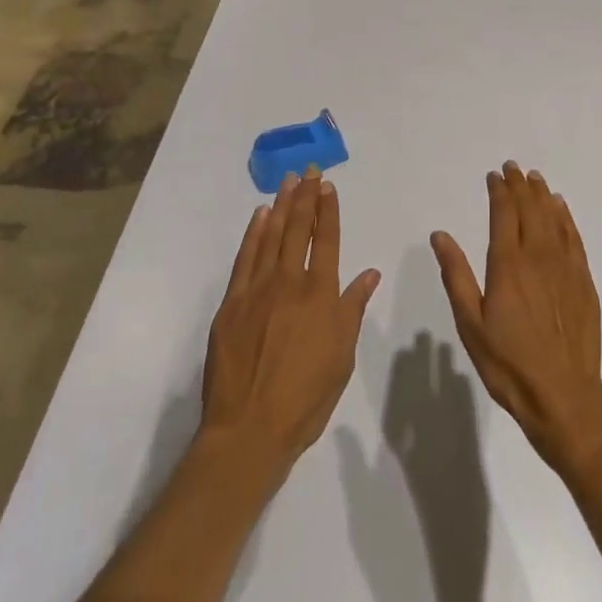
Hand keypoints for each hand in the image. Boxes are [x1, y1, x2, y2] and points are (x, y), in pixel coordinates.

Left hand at [200, 169, 380, 475]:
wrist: (248, 431)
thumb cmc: (304, 399)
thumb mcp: (341, 357)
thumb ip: (353, 310)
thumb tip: (369, 273)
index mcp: (320, 294)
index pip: (327, 240)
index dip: (328, 210)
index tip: (327, 185)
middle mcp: (290, 282)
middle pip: (299, 229)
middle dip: (305, 196)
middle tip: (308, 170)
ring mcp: (257, 290)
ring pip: (271, 236)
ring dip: (281, 205)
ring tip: (287, 181)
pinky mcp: (231, 304)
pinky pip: (245, 258)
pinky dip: (254, 233)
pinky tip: (260, 217)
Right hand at [431, 162, 601, 473]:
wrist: (564, 397)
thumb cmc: (509, 364)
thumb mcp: (471, 324)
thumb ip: (456, 275)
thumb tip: (440, 235)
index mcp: (507, 263)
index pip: (504, 213)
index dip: (499, 191)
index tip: (494, 175)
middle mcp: (537, 255)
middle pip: (529, 208)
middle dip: (519, 185)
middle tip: (513, 168)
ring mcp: (564, 266)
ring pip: (552, 218)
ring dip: (542, 195)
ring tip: (534, 178)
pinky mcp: (583, 281)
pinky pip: (573, 237)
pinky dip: (565, 217)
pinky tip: (561, 208)